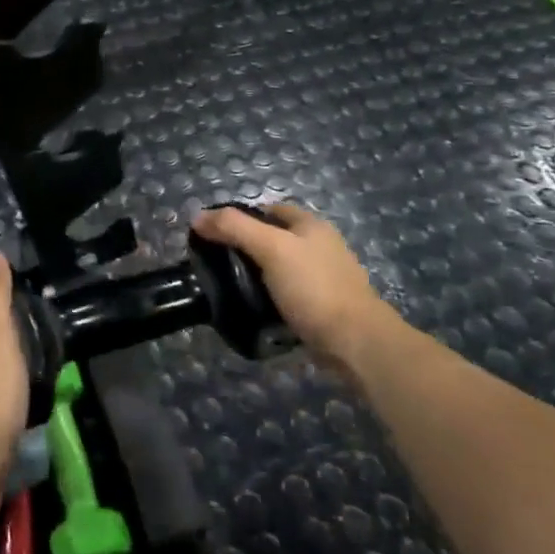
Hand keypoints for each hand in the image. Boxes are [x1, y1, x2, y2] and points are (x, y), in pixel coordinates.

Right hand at [191, 203, 397, 378]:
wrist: (357, 343)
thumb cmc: (314, 287)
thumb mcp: (270, 248)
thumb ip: (234, 228)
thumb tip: (197, 216)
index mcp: (311, 225)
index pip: (268, 209)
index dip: (240, 218)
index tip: (215, 235)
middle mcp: (320, 246)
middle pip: (273, 239)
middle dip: (246, 249)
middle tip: (217, 264)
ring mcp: (324, 278)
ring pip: (279, 269)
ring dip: (256, 277)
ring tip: (230, 288)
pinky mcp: (322, 307)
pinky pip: (287, 295)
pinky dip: (270, 299)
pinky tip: (254, 309)